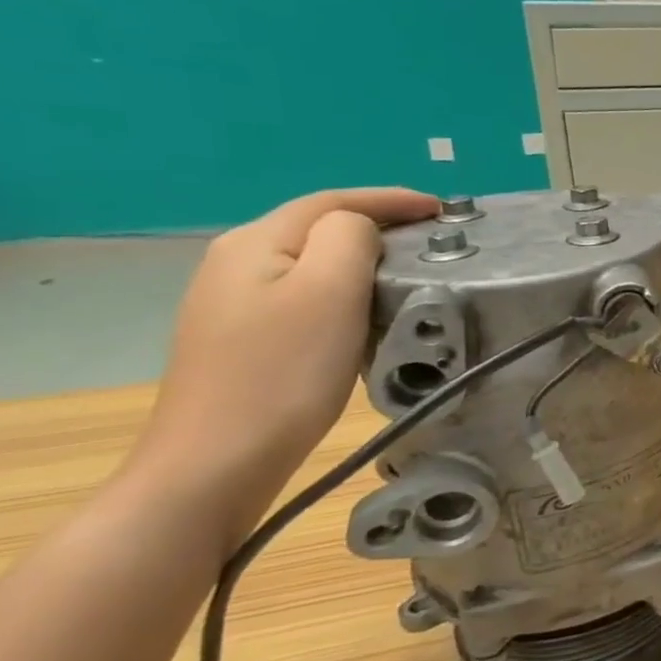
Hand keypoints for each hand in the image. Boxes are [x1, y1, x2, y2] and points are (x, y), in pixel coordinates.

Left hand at [130, 188, 438, 550]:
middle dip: (378, 224)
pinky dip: (344, 289)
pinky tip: (365, 311)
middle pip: (317, 226)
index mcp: (254, 243)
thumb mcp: (329, 290)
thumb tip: (362, 228)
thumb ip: (351, 238)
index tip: (443, 210)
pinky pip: (304, 294)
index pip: (332, 201)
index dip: (391, 199)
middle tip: (434, 239)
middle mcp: (235, 262)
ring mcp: (232, 303)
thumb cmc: (284, 372)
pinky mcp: (242, 338)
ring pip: (311, 261)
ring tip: (409, 270)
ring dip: (362, 258)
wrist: (218, 461)